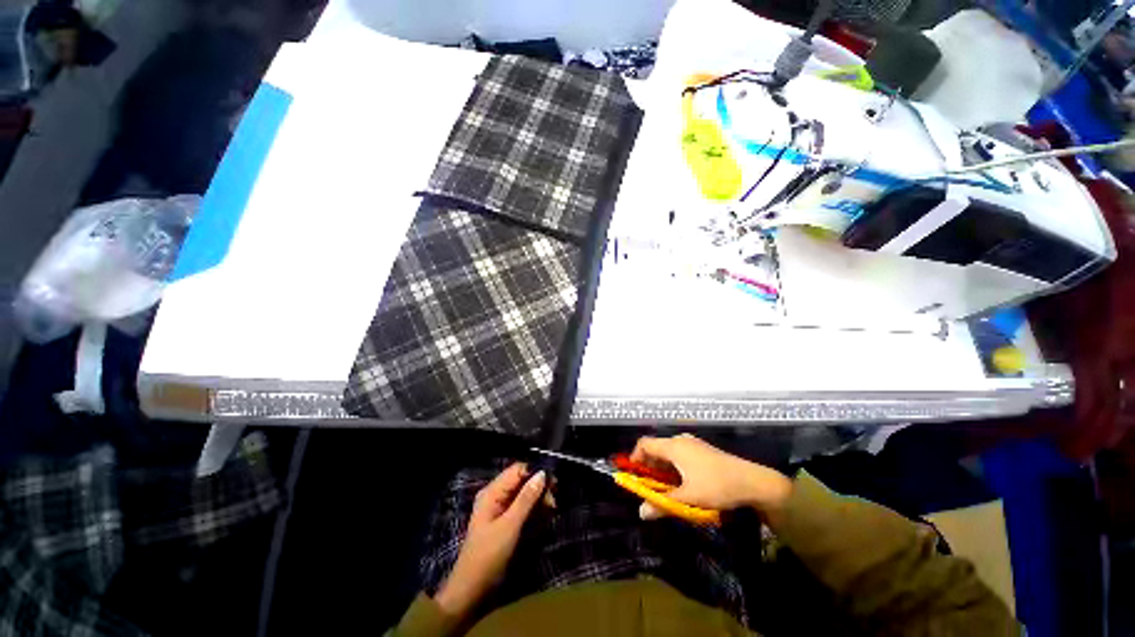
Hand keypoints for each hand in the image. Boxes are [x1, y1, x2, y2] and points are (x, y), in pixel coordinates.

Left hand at [434, 463, 545, 618]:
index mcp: (492, 492)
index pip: (518, 470)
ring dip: (538, 499)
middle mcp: (496, 495)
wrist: (471, 590)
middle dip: (539, 487)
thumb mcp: (510, 526)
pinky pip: (522, 507)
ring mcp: (500, 509)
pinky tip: (544, 516)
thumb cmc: (488, 555)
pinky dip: (533, 509)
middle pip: (522, 481)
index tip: (553, 483)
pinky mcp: (505, 522)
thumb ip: (526, 498)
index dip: (535, 473)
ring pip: (524, 494)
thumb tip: (542, 473)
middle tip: (553, 502)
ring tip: (552, 509)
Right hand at [630, 434, 791, 520]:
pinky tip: (682, 482)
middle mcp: (681, 440)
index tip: (633, 475)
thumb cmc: (716, 486)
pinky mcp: (703, 450)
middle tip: (648, 486)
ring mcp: (693, 444)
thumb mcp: (688, 498)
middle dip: (649, 466)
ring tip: (664, 487)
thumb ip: (662, 504)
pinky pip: (680, 454)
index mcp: (674, 446)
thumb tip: (641, 513)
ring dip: (662, 467)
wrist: (753, 481)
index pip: (645, 444)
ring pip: (669, 452)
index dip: (635, 457)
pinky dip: (674, 466)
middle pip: (656, 447)